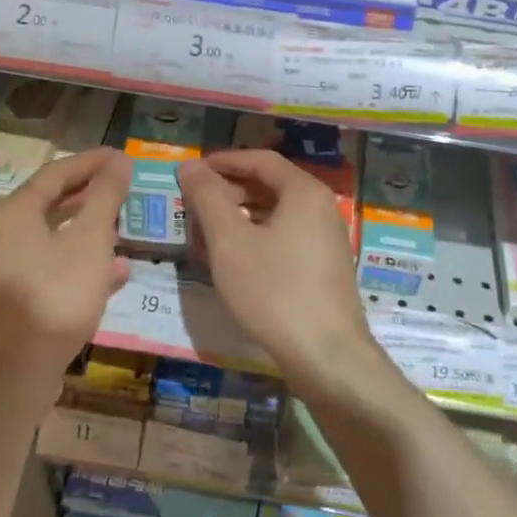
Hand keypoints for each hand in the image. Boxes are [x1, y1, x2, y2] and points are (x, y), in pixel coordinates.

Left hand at [0, 147, 131, 405]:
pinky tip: (117, 272)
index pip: (56, 172)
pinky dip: (86, 262)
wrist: (17, 370)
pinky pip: (58, 267)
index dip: (91, 161)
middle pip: (53, 202)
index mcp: (17, 213)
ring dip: (91, 227)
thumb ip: (106, 197)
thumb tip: (120, 161)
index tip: (121, 155)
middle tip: (124, 183)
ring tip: (124, 222)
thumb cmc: (56, 294)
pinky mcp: (24, 298)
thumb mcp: (90, 240)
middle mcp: (8, 235)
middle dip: (91, 193)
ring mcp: (14, 269)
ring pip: (57, 236)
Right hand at [179, 150, 377, 390]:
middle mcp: (321, 209)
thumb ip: (208, 199)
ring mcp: (326, 240)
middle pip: (270, 185)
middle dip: (229, 191)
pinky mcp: (323, 269)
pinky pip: (285, 239)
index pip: (261, 160)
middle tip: (194, 204)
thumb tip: (190, 166)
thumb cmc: (274, 290)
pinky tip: (233, 261)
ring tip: (206, 233)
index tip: (192, 171)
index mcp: (304, 192)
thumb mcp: (230, 242)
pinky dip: (256, 239)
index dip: (224, 161)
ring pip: (276, 215)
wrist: (327, 356)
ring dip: (240, 217)